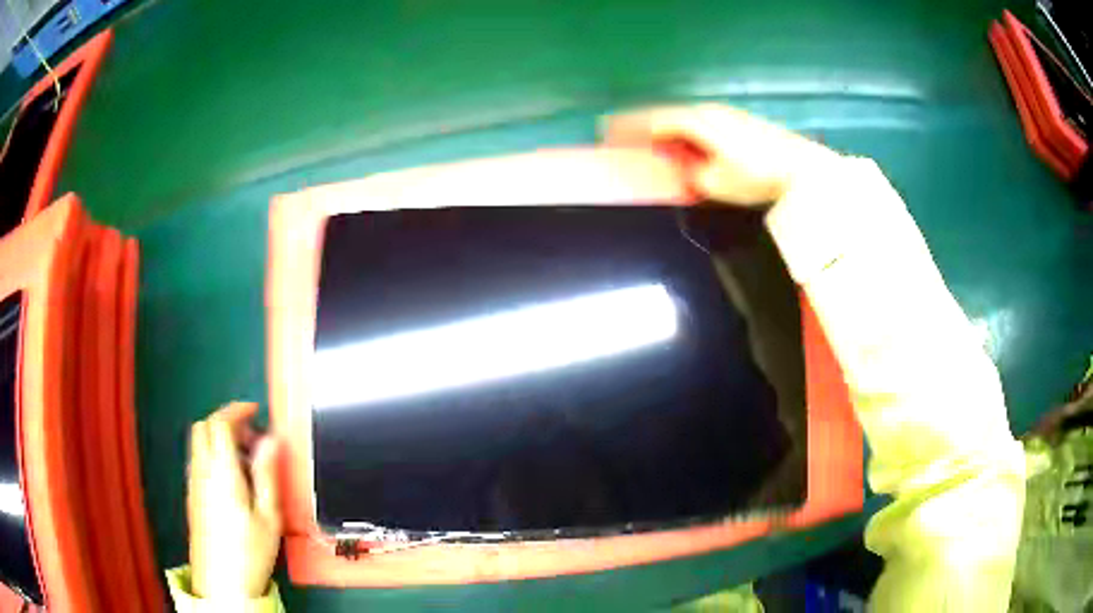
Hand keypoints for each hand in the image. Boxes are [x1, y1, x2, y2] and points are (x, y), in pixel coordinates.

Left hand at [187, 402, 281, 599]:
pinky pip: (199, 462)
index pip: (219, 423)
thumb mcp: (268, 516)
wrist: (222, 584)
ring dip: (219, 439)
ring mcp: (194, 484)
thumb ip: (267, 474)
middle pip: (203, 427)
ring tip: (246, 461)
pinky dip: (214, 456)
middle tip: (251, 436)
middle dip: (226, 421)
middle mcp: (202, 472)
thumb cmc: (249, 552)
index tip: (254, 410)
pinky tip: (233, 481)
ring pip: (199, 444)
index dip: (236, 409)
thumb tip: (271, 440)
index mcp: (222, 473)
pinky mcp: (192, 497)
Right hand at [601, 103, 837, 204]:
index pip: (651, 121)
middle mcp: (706, 111)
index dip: (627, 128)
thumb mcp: (716, 183)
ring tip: (648, 143)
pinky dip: (682, 131)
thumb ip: (691, 174)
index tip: (605, 134)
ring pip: (682, 118)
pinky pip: (698, 122)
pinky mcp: (738, 122)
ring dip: (663, 129)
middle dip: (641, 126)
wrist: (802, 168)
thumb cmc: (757, 176)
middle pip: (665, 115)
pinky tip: (683, 143)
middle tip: (620, 138)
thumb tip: (683, 169)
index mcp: (695, 122)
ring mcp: (724, 114)